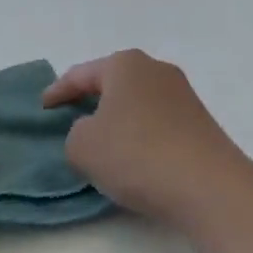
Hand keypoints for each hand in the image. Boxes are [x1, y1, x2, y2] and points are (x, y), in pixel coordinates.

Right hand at [43, 50, 252, 231]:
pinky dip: (140, 135)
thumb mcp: (82, 146)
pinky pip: (158, 123)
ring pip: (137, 103)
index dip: (58, 91)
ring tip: (102, 143)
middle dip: (91, 100)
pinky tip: (134, 158)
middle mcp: (157, 70)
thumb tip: (95, 131)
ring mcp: (184, 95)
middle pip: (113, 83)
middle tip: (70, 119)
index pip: (81, 74)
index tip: (43, 108)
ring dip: (118, 119)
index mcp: (125, 64)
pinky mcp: (201, 123)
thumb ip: (75, 132)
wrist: (209, 187)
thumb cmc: (137, 155)